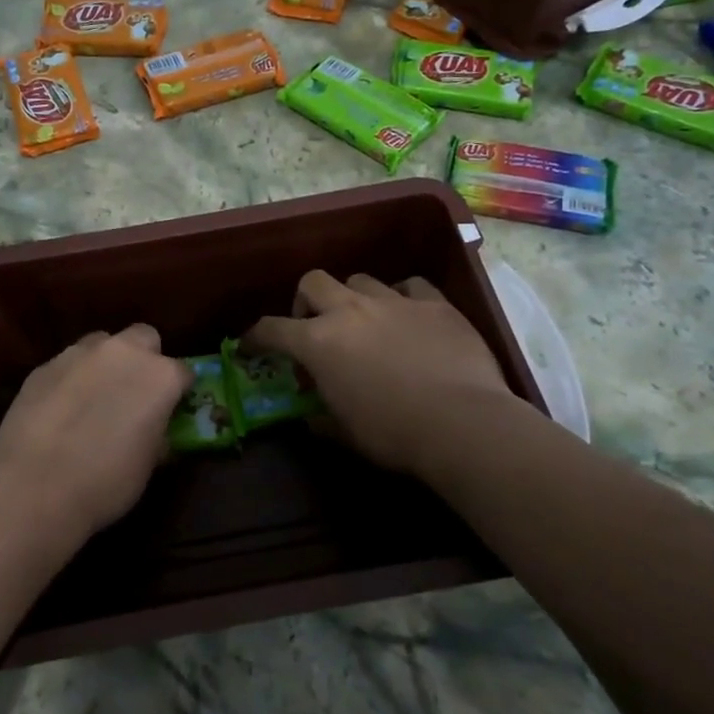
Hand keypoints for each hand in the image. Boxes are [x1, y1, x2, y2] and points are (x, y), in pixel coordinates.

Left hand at [0, 325, 189, 539]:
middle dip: (144, 359)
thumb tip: (153, 427)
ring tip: (93, 398)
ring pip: (102, 344)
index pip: (183, 372)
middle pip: (144, 338)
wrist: (33, 486)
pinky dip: (72, 379)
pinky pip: (68, 363)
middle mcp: (123, 352)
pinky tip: (60, 409)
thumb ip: (156, 433)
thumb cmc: (105, 482)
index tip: (171, 409)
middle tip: (134, 393)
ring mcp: (79, 353)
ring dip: (105, 363)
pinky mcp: (44, 365)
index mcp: (159, 376)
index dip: (178, 391)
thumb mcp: (148, 464)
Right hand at [246, 272, 539, 477]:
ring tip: (365, 322)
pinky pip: (410, 285)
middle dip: (306, 301)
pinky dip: (402, 297)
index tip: (251, 345)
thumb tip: (311, 418)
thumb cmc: (393, 433)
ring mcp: (394, 301)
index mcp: (318, 342)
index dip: (255, 337)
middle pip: (313, 282)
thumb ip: (321, 419)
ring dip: (353, 298)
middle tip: (314, 326)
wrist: (462, 423)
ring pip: (360, 280)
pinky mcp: (434, 303)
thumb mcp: (345, 434)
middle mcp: (349, 310)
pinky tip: (409, 315)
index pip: (271, 329)